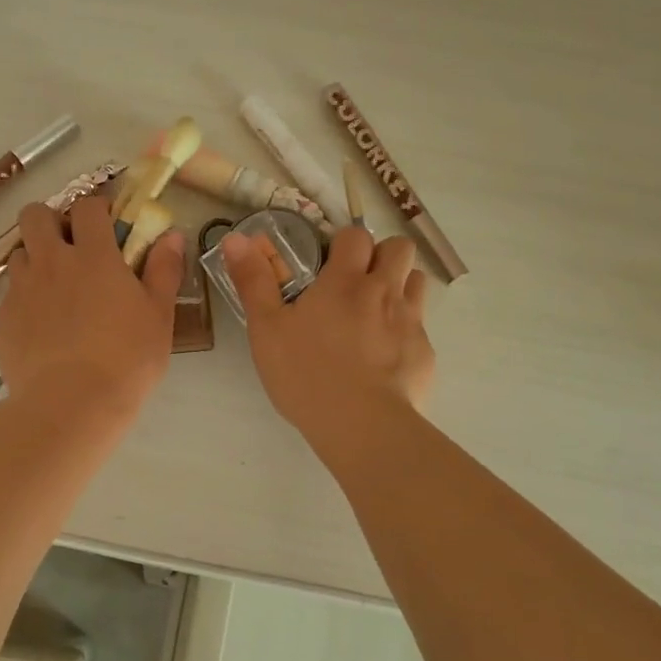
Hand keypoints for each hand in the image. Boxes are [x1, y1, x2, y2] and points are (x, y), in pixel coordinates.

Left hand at [0, 194, 183, 419]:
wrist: (71, 406)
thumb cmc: (126, 360)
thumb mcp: (159, 316)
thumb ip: (164, 270)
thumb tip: (172, 235)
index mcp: (93, 256)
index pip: (87, 206)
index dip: (96, 208)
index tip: (107, 225)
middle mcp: (50, 263)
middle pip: (35, 215)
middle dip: (50, 221)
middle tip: (69, 247)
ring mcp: (21, 291)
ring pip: (18, 255)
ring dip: (35, 262)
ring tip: (55, 292)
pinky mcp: (2, 323)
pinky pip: (10, 300)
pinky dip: (25, 306)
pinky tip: (42, 334)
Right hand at [222, 226, 433, 449]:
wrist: (362, 425)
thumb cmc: (306, 374)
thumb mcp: (266, 329)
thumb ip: (253, 281)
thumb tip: (236, 238)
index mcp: (344, 281)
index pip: (356, 236)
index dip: (344, 243)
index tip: (329, 263)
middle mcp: (384, 292)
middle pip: (398, 248)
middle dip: (381, 255)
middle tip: (357, 283)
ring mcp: (410, 321)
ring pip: (417, 282)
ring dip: (400, 286)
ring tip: (375, 314)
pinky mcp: (425, 353)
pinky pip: (421, 326)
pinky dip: (405, 331)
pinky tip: (385, 358)